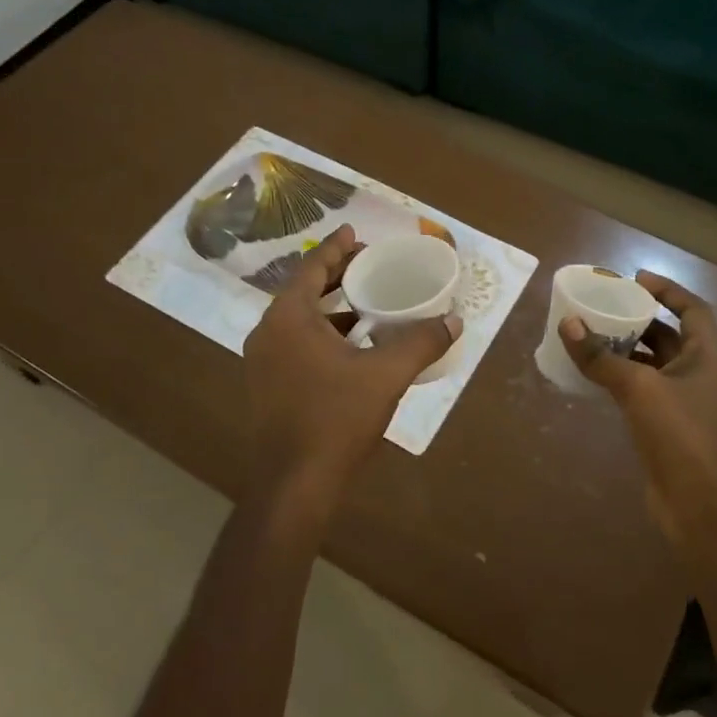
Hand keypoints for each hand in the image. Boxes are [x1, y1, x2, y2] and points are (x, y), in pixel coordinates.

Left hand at [243, 225, 461, 515]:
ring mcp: (262, 362)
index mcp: (288, 318)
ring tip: (364, 302)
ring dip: (329, 309)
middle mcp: (268, 333)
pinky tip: (351, 347)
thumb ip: (420, 343)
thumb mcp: (386, 376)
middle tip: (367, 264)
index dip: (336, 248)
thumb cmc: (336, 419)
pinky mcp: (267, 386)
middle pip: (303, 291)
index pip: (312, 268)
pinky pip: (295, 343)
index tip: (354, 232)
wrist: (294, 485)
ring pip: (299, 320)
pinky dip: (321, 334)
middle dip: (335, 275)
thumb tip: (453, 319)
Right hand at [559, 272, 716, 529]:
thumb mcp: (637, 388)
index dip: (668, 290)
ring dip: (629, 351)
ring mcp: (687, 403)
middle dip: (641, 321)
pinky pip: (646, 391)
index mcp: (707, 357)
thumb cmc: (678, 434)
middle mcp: (702, 375)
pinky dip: (624, 380)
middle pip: (672, 337)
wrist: (697, 502)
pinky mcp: (670, 427)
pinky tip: (596, 377)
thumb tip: (568, 325)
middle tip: (607, 308)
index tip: (636, 279)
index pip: (694, 310)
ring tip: (595, 337)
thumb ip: (601, 357)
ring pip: (656, 366)